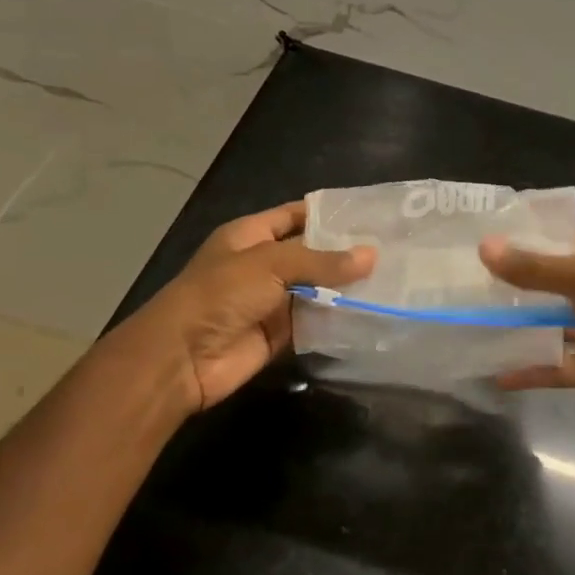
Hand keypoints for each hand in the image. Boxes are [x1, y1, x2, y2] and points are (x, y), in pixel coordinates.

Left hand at [92, 200, 373, 416]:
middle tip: (393, 247)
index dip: (329, 214)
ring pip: (317, 289)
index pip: (295, 215)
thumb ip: (322, 261)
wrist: (182, 359)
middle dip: (346, 252)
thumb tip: (372, 256)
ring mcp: (271, 301)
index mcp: (250, 235)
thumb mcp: (270, 265)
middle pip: (311, 253)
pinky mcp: (279, 334)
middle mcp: (262, 264)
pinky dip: (338, 318)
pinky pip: (314, 321)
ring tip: (393, 278)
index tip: (371, 214)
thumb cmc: (220, 295)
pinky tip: (372, 311)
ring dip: (346, 287)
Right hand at [479, 230, 574, 446]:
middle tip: (464, 274)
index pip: (562, 237)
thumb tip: (486, 247)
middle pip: (550, 279)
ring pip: (548, 322)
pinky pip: (553, 365)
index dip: (527, 233)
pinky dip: (528, 369)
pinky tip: (494, 373)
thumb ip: (537, 267)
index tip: (483, 231)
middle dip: (513, 277)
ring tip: (470, 315)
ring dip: (517, 322)